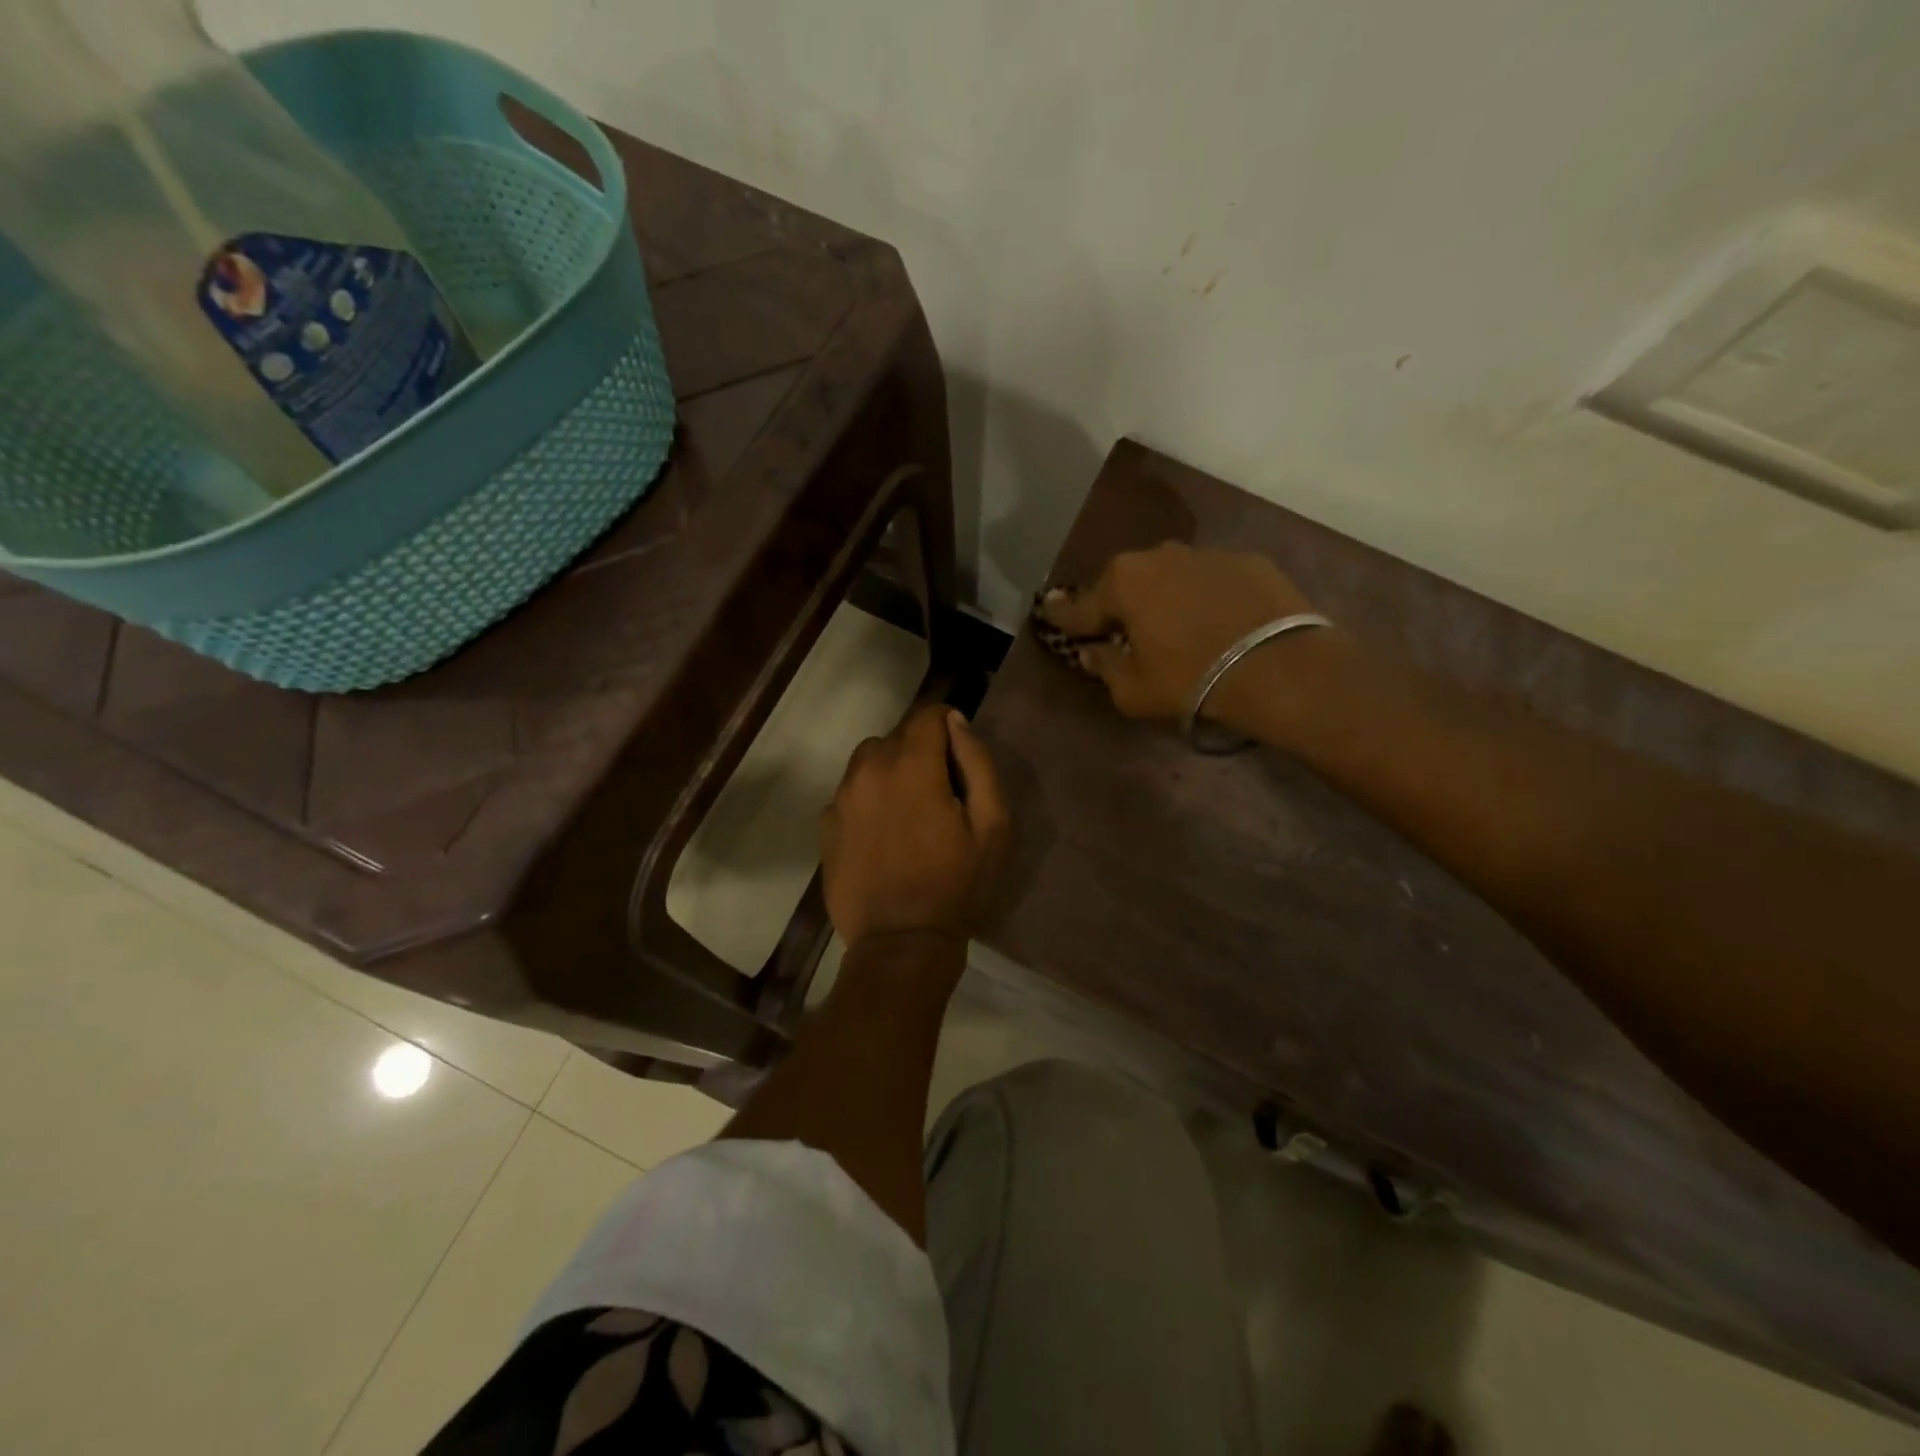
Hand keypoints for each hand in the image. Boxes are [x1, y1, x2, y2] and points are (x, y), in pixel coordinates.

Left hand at [820, 704, 1008, 949]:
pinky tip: (883, 833)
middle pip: (896, 736)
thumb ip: (976, 762)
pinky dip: (869, 798)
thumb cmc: (956, 884)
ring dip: (891, 771)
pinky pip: (851, 792)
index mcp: (911, 766)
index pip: (927, 714)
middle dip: (920, 750)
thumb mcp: (991, 824)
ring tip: (909, 810)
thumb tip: (955, 722)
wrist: (901, 942)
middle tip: (940, 790)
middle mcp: (868, 770)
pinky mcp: (826, 825)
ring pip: (868, 761)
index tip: (958, 752)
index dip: (947, 724)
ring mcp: (841, 798)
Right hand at [1038, 543, 1322, 722]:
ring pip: (1171, 575)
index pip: (1080, 606)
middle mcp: (1159, 557)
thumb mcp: (1134, 691)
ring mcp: (1206, 554)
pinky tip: (1220, 621)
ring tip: (1176, 625)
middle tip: (1122, 629)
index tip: (1047, 611)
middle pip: (1126, 582)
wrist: (1281, 669)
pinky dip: (1207, 596)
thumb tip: (1092, 653)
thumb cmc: (1192, 681)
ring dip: (1165, 596)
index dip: (1063, 615)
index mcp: (1122, 584)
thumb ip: (1106, 668)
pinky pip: (1213, 579)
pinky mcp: (1249, 560)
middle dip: (1119, 603)